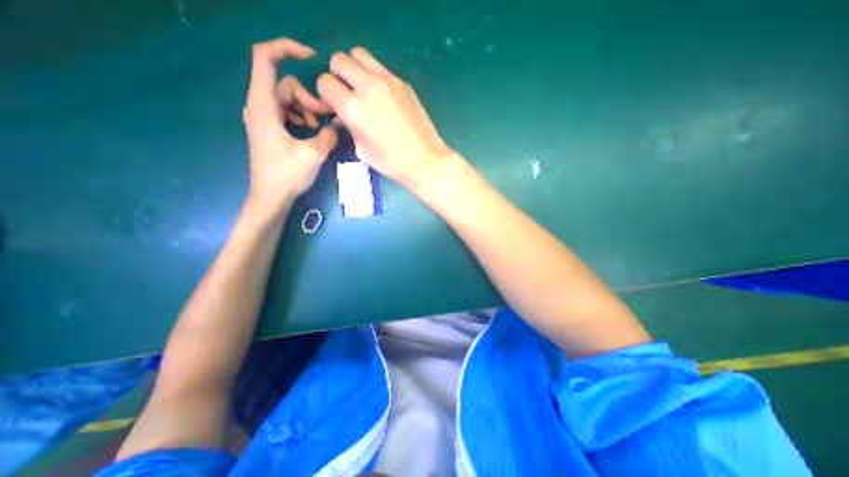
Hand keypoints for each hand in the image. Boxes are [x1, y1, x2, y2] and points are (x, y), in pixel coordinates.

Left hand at [242, 38, 339, 206]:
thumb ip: (329, 135)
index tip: (312, 58)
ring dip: (307, 109)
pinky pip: (286, 110)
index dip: (287, 49)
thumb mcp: (314, 154)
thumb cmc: (288, 175)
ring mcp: (263, 116)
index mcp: (264, 105)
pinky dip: (300, 116)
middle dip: (310, 98)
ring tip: (319, 129)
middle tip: (327, 119)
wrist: (270, 196)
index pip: (265, 58)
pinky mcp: (268, 127)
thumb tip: (339, 124)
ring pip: (288, 98)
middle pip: (286, 84)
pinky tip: (310, 132)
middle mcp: (259, 105)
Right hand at [314, 47, 457, 188]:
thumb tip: (342, 115)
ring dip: (354, 68)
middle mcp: (368, 86)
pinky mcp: (403, 82)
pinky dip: (373, 74)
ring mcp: (388, 80)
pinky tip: (382, 95)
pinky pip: (379, 66)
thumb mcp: (361, 150)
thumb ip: (348, 126)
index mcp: (353, 107)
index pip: (324, 82)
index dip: (325, 94)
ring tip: (362, 89)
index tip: (334, 106)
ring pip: (359, 54)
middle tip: (346, 94)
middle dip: (336, 76)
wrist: (425, 159)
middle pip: (338, 60)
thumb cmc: (392, 163)